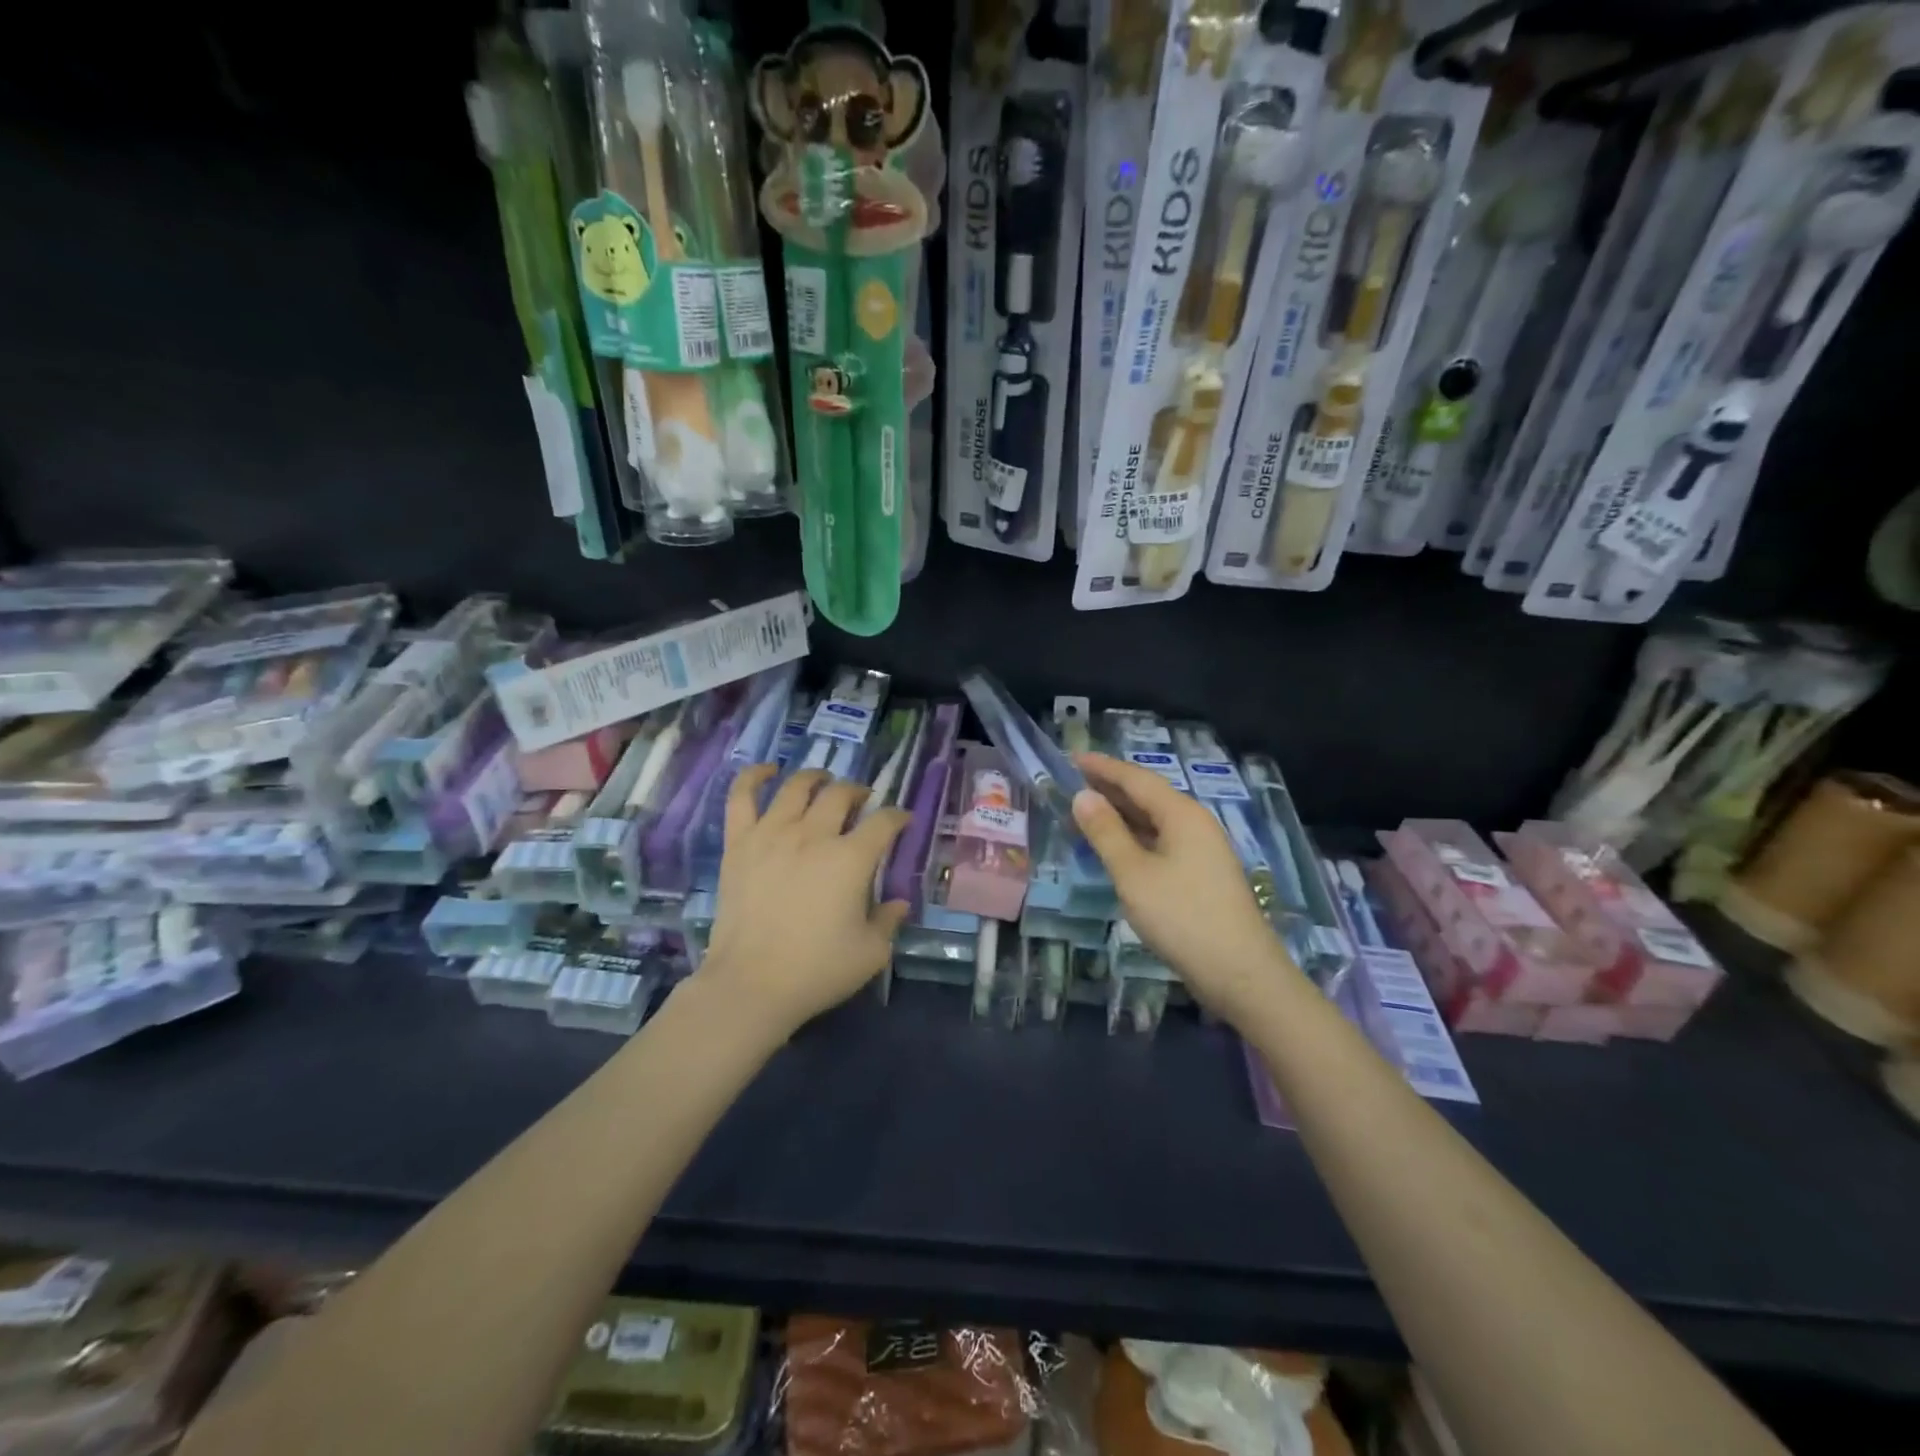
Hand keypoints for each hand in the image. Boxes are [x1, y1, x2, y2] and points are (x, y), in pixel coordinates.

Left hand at [698, 766, 911, 1039]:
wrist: (751, 984)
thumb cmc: (817, 970)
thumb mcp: (871, 953)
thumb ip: (889, 920)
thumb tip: (898, 902)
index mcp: (851, 858)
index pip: (883, 821)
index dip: (898, 817)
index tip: (902, 822)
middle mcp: (813, 835)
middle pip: (841, 795)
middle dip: (858, 792)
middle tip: (862, 802)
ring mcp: (772, 834)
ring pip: (797, 786)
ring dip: (816, 778)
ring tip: (824, 782)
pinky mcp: (740, 843)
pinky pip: (742, 796)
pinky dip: (754, 776)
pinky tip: (768, 771)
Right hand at [1071, 752, 1295, 1025]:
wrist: (1240, 973)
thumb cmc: (1182, 917)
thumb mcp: (1133, 874)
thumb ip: (1106, 832)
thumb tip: (1083, 796)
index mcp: (1182, 814)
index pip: (1136, 778)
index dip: (1102, 767)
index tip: (1071, 758)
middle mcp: (1195, 824)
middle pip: (1147, 796)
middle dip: (1109, 788)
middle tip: (1071, 784)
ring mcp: (1202, 850)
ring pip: (1154, 821)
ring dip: (1120, 815)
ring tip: (1084, 813)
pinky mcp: (1201, 875)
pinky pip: (1161, 842)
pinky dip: (1133, 838)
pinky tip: (1115, 848)